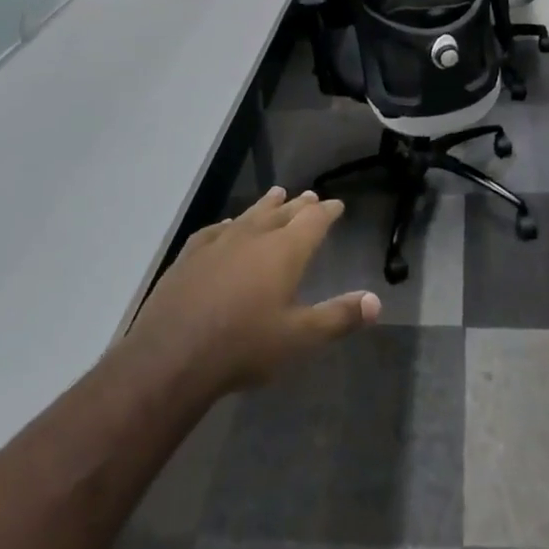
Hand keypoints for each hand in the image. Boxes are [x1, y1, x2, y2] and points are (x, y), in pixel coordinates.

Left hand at [126, 188, 380, 398]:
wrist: (173, 354)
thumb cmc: (244, 346)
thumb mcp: (299, 338)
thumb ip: (338, 317)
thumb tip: (376, 301)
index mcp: (284, 251)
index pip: (313, 220)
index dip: (327, 211)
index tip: (336, 204)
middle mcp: (254, 236)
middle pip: (282, 212)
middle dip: (298, 205)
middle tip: (309, 196)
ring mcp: (219, 242)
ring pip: (249, 215)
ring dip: (266, 205)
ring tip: (276, 194)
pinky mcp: (190, 254)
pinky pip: (215, 230)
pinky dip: (228, 224)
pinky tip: (226, 226)